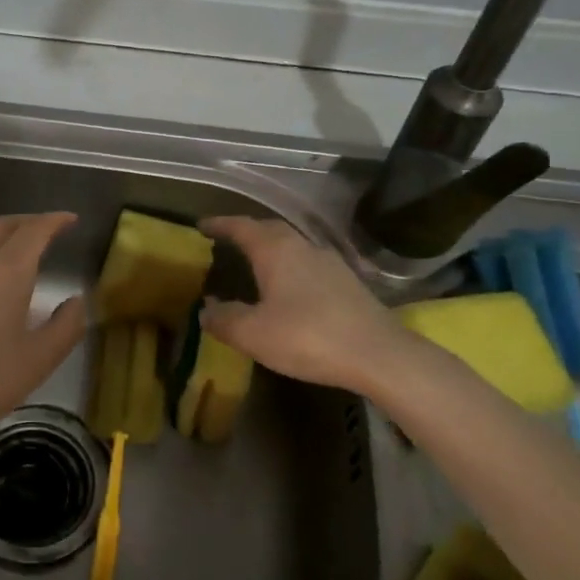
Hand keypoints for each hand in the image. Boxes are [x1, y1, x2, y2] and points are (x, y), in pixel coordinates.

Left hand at [0, 212, 86, 453]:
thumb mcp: (37, 361)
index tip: (71, 218)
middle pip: (4, 226)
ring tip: (22, 256)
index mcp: (8, 271)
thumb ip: (65, 327)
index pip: (35, 230)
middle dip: (30, 222)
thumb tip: (76, 301)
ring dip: (6, 238)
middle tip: (50, 229)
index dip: (55, 220)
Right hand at [198, 216, 411, 394]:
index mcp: (275, 250)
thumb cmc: (307, 337)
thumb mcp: (254, 334)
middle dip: (246, 232)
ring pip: (291, 245)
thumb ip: (224, 319)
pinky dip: (289, 267)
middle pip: (269, 230)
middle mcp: (302, 246)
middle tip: (226, 241)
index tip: (201, 225)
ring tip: (253, 263)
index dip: (219, 224)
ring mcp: (329, 262)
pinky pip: (307, 263)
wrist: (379, 355)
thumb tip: (206, 310)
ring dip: (269, 249)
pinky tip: (287, 288)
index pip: (241, 227)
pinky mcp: (347, 282)